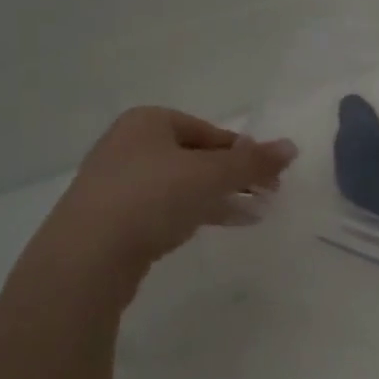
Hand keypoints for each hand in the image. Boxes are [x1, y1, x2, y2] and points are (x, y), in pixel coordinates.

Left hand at [35, 107, 296, 302]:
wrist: (86, 256)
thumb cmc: (152, 197)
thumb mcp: (212, 175)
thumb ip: (253, 162)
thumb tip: (292, 147)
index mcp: (148, 121)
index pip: (211, 132)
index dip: (246, 153)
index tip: (271, 177)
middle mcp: (129, 144)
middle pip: (197, 157)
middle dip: (234, 176)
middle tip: (266, 195)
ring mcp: (117, 182)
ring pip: (182, 184)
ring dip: (219, 197)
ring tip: (253, 214)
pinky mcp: (113, 218)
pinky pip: (164, 208)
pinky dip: (194, 213)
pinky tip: (216, 226)